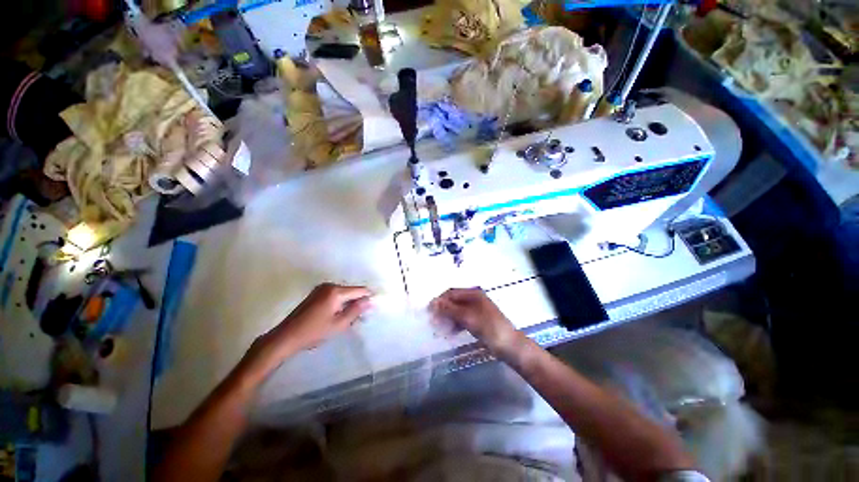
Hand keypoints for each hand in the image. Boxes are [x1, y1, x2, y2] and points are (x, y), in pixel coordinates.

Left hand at [244, 283, 371, 370]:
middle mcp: (329, 285)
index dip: (368, 297)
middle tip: (360, 317)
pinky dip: (339, 303)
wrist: (286, 337)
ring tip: (348, 318)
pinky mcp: (315, 293)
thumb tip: (370, 300)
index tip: (374, 306)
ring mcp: (321, 288)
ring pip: (343, 293)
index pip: (360, 290)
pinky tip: (337, 315)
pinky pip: (334, 294)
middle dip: (358, 301)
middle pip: (351, 291)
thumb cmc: (314, 332)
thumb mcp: (339, 324)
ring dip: (348, 303)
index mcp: (336, 291)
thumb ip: (356, 310)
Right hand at [430, 288, 520, 353]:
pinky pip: (462, 319)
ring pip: (457, 310)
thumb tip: (433, 302)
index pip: (451, 293)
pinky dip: (455, 324)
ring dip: (447, 317)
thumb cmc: (490, 329)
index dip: (439, 301)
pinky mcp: (478, 320)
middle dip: (442, 310)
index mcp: (474, 294)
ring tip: (439, 329)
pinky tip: (449, 332)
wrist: (511, 347)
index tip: (428, 311)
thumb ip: (450, 310)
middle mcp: (474, 298)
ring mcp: (477, 310)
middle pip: (453, 301)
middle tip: (432, 322)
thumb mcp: (468, 318)